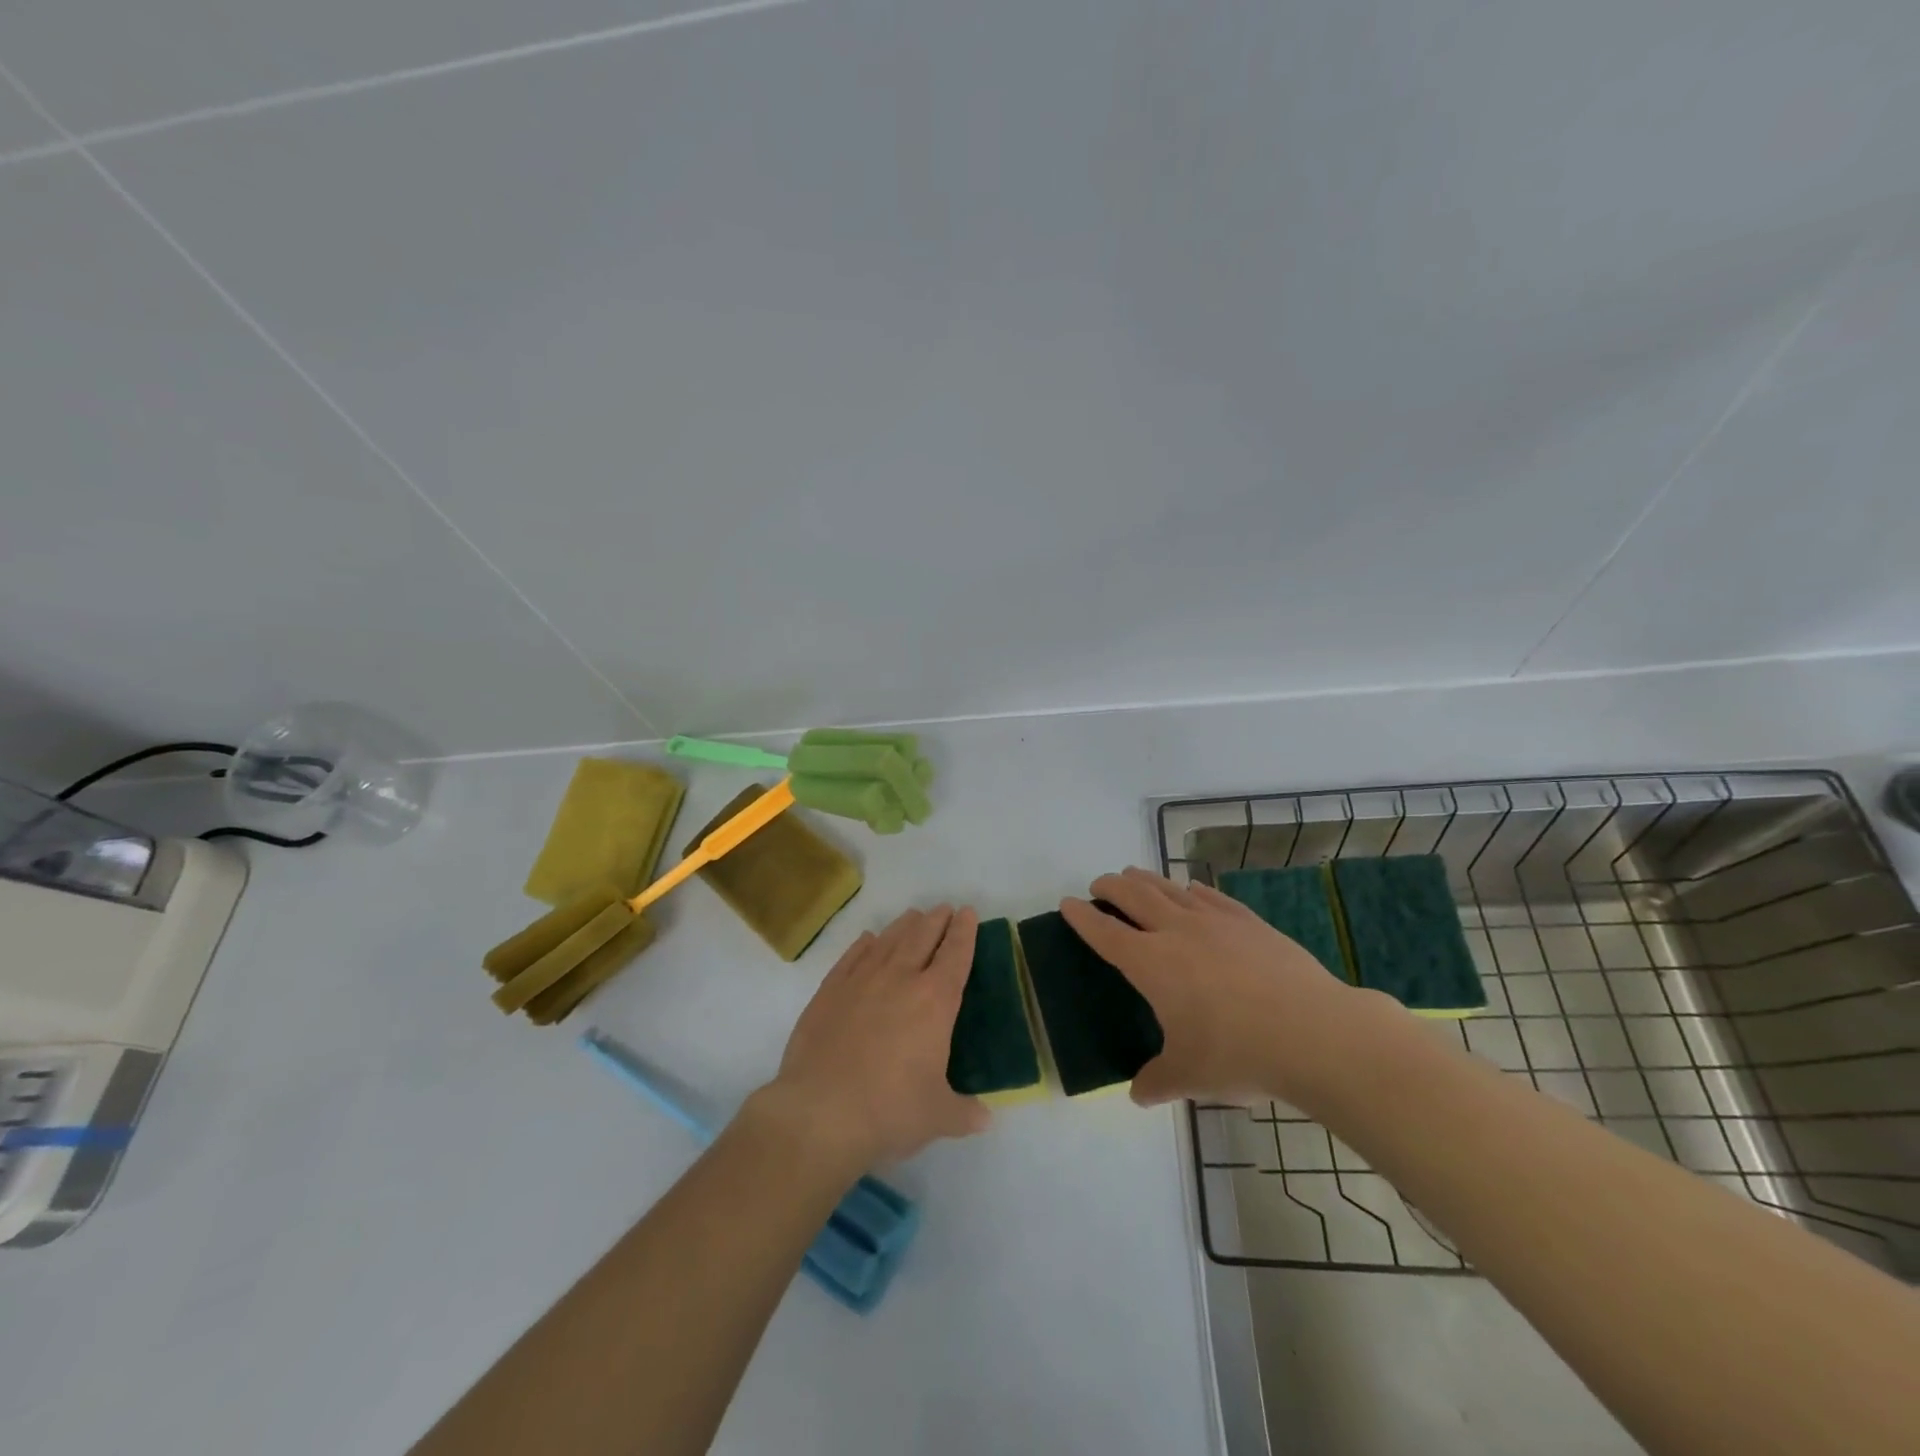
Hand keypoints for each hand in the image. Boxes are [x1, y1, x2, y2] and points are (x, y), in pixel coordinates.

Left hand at [759, 905, 990, 1169]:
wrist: (820, 1113)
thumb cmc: (889, 1111)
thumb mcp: (937, 1116)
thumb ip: (964, 1113)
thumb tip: (985, 1119)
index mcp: (935, 1001)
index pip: (955, 955)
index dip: (965, 932)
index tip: (968, 913)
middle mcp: (900, 979)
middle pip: (922, 937)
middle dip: (936, 920)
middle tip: (944, 908)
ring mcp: (861, 981)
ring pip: (888, 941)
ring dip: (904, 926)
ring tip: (913, 916)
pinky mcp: (829, 991)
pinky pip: (852, 957)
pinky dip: (863, 945)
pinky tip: (868, 940)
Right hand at [1061, 868, 1398, 1109]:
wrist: (1314, 1033)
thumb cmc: (1239, 1054)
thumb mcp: (1190, 1076)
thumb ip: (1157, 1081)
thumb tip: (1137, 1094)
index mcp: (1151, 964)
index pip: (1105, 932)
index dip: (1082, 917)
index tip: (1067, 903)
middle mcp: (1176, 932)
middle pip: (1133, 895)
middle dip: (1111, 886)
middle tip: (1099, 884)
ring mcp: (1215, 921)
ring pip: (1169, 888)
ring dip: (1146, 879)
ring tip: (1135, 875)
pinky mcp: (1248, 921)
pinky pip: (1209, 895)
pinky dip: (1190, 889)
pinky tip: (1191, 890)